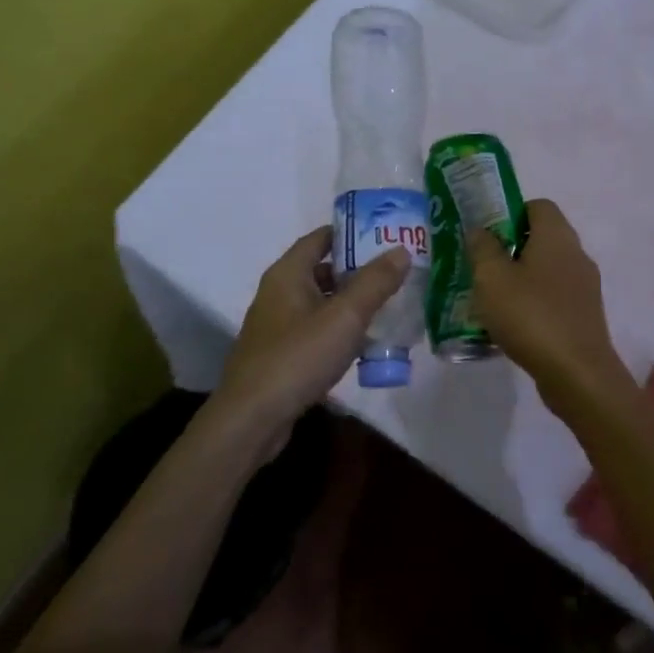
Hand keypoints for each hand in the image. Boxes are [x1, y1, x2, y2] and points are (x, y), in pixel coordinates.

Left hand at [213, 228, 409, 439]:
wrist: (252, 419)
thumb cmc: (298, 357)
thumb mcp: (344, 317)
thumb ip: (375, 283)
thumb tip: (401, 251)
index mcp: (288, 274)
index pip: (319, 238)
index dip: (351, 232)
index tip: (384, 234)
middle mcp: (278, 293)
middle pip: (322, 270)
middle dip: (358, 270)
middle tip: (395, 272)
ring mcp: (277, 326)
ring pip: (321, 303)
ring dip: (351, 303)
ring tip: (389, 306)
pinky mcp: (280, 355)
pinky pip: (315, 331)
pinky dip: (339, 330)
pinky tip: (364, 344)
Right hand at [466, 199, 626, 395]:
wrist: (577, 374)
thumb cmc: (531, 316)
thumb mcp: (492, 278)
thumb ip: (482, 248)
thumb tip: (480, 230)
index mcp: (557, 236)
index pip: (537, 206)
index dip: (509, 213)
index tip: (485, 235)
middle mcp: (576, 254)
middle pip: (541, 238)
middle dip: (510, 249)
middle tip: (481, 267)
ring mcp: (585, 286)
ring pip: (547, 270)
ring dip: (521, 279)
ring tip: (491, 299)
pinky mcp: (584, 315)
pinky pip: (554, 297)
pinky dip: (534, 303)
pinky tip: (512, 325)